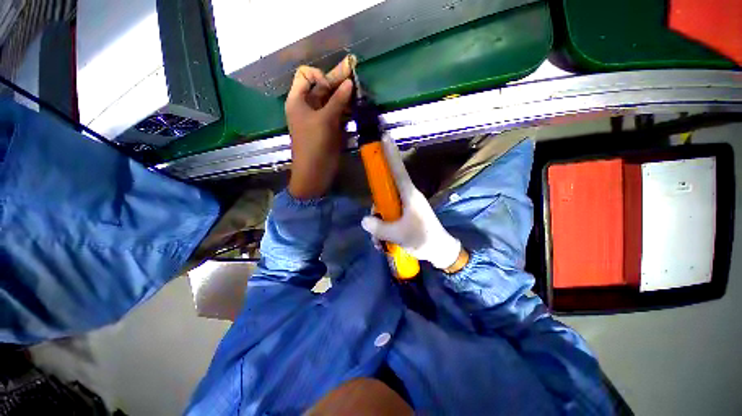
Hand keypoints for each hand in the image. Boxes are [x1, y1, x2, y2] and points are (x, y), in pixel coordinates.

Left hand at [285, 57, 353, 198]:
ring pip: (332, 100)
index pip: (306, 75)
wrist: (315, 172)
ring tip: (359, 88)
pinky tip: (356, 105)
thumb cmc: (314, 145)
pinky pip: (338, 113)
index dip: (319, 76)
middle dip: (337, 81)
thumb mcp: (324, 120)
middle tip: (354, 70)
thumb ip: (338, 100)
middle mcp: (308, 106)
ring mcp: (320, 118)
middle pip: (322, 87)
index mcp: (298, 100)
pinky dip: (346, 108)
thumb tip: (349, 82)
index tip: (331, 86)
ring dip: (344, 95)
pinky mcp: (330, 128)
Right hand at [361, 136, 462, 269]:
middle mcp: (407, 196)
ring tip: (381, 240)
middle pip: (386, 190)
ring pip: (386, 204)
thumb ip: (379, 228)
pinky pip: (390, 214)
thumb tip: (364, 220)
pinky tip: (384, 240)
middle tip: (375, 221)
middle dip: (377, 205)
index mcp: (409, 194)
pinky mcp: (406, 213)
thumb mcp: (399, 235)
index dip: (391, 154)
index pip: (398, 170)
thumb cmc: (423, 238)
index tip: (385, 137)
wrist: (439, 250)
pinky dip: (385, 226)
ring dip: (380, 221)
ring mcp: (406, 205)